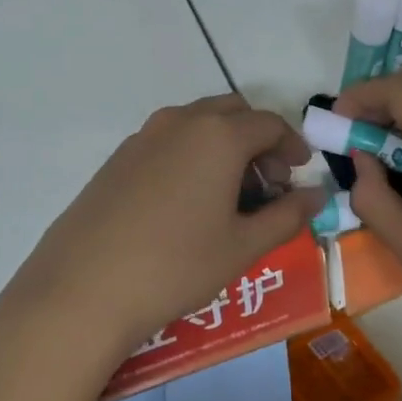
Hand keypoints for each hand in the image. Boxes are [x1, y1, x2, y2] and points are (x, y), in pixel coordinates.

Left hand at [0, 94, 326, 367]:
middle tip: (266, 184)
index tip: (299, 172)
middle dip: (257, 140)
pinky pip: (167, 142)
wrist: (83, 288)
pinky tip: (186, 204)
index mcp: (217, 134)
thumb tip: (318, 195)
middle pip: (232, 112)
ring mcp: (142, 137)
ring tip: (228, 197)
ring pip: (196, 124)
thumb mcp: (243, 246)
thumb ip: (287, 215)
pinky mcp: (116, 159)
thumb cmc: (177, 265)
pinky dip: (190, 156)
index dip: (292, 145)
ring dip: (223, 147)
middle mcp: (180, 122)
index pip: (269, 123)